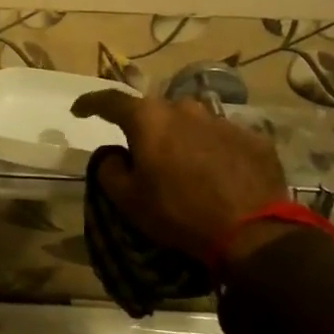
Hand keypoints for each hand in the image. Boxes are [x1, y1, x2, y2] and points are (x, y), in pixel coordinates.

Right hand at [71, 90, 288, 263]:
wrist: (254, 232)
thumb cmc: (180, 213)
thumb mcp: (129, 201)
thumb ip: (110, 170)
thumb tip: (113, 155)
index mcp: (149, 118)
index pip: (110, 100)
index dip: (90, 103)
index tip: (79, 111)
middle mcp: (184, 108)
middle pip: (155, 112)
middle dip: (146, 128)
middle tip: (144, 154)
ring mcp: (222, 120)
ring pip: (192, 123)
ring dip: (183, 139)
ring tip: (185, 167)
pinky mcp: (253, 138)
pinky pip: (224, 139)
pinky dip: (215, 152)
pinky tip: (219, 176)